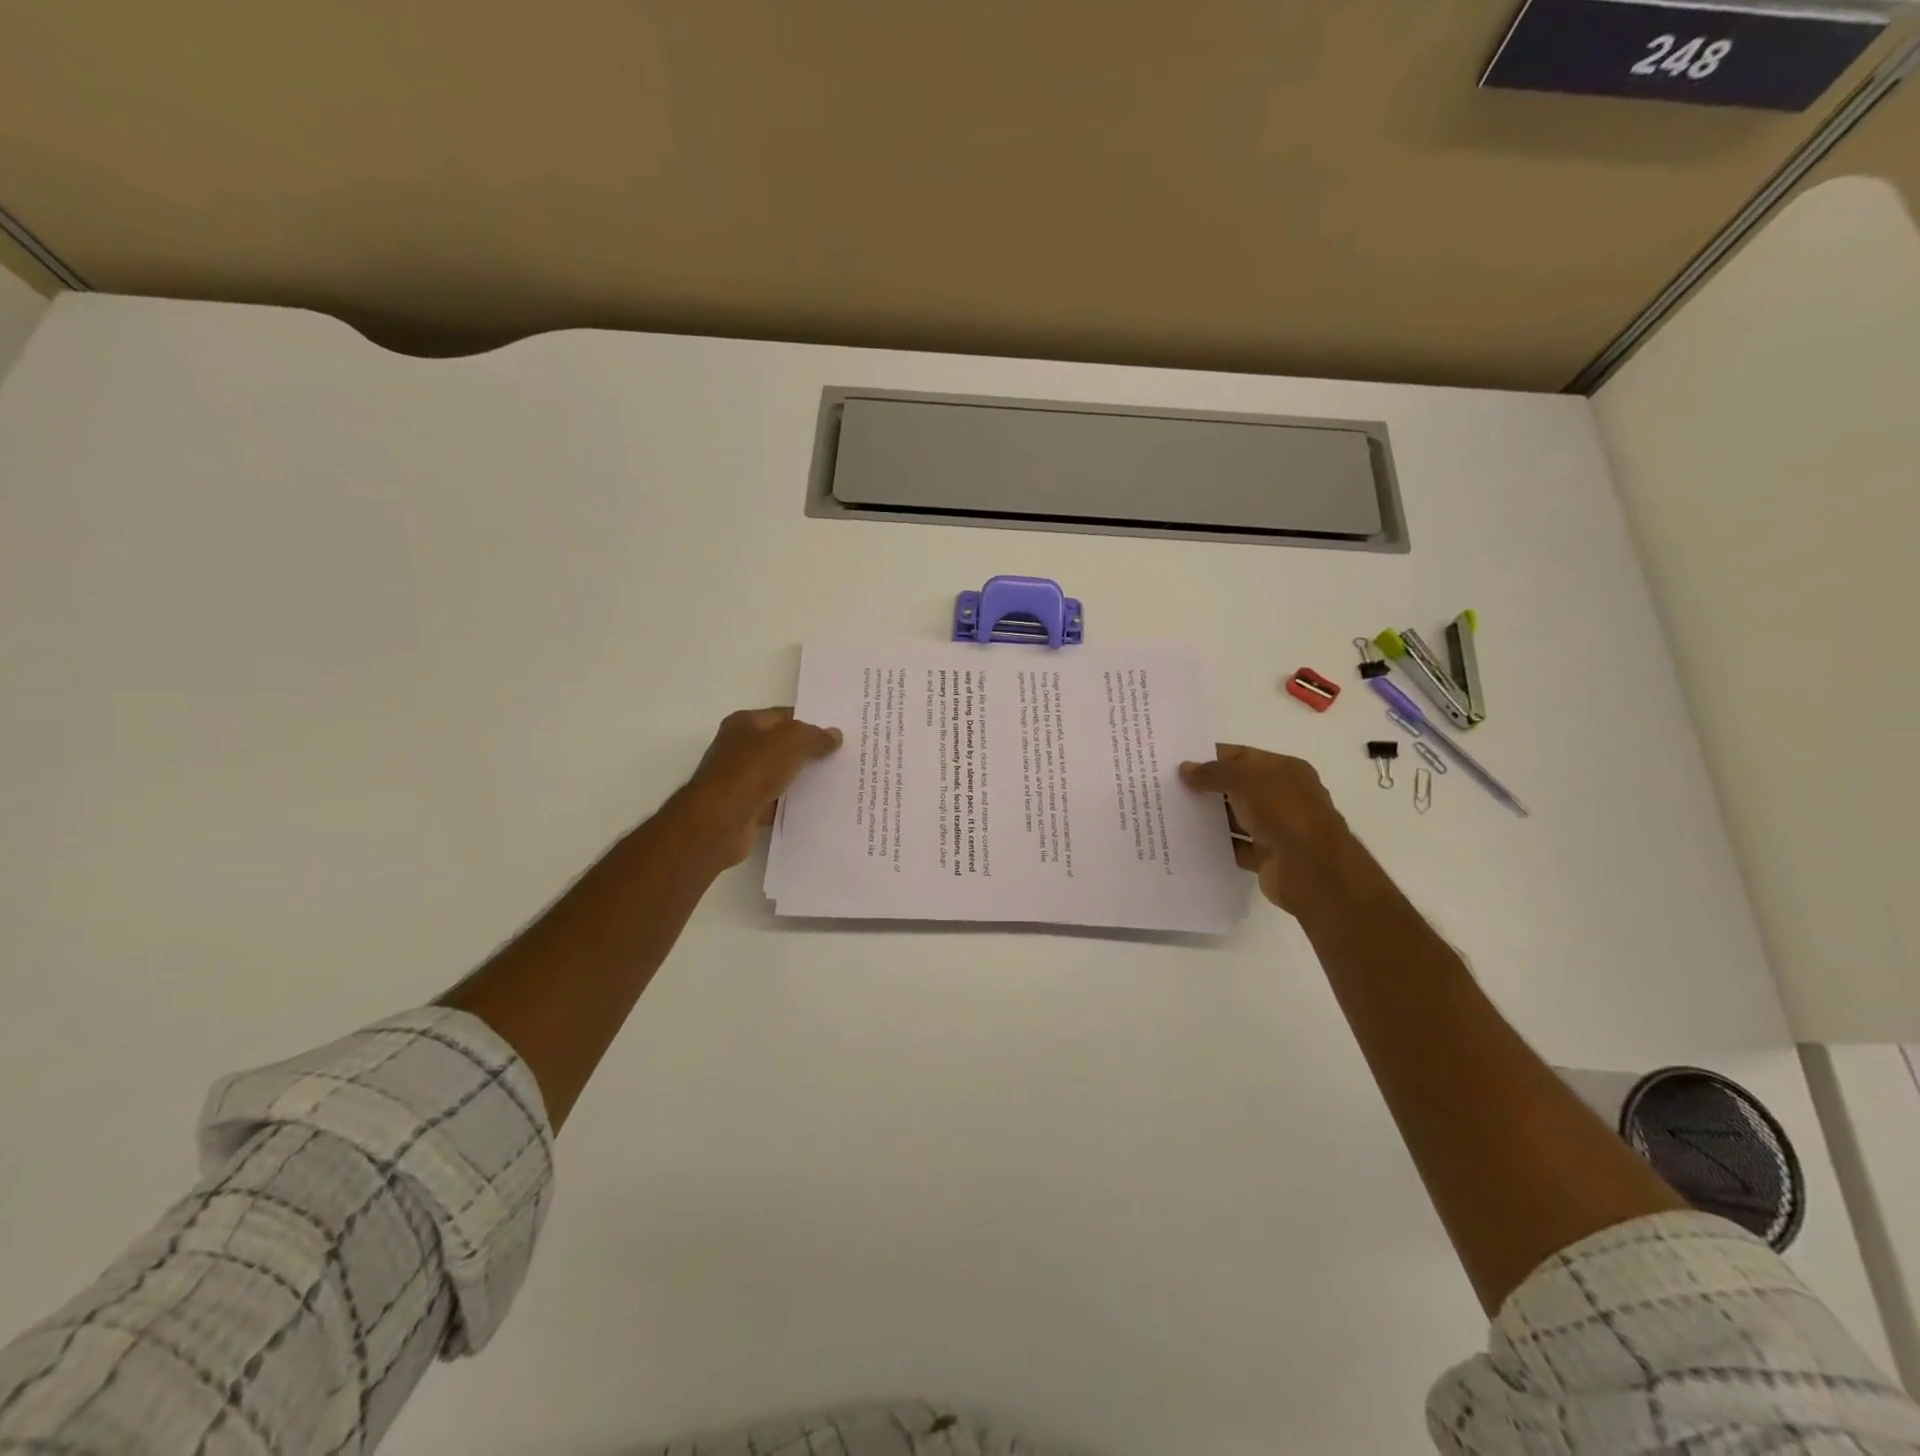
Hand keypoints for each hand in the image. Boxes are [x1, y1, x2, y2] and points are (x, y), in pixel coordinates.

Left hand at [677, 707, 842, 867]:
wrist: (719, 821)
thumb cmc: (752, 771)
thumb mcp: (791, 742)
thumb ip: (815, 736)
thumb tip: (835, 735)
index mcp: (745, 724)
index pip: (785, 716)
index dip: (811, 722)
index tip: (839, 733)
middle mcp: (740, 748)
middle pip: (783, 746)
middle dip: (810, 751)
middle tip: (843, 757)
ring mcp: (741, 780)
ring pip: (780, 776)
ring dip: (803, 780)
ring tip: (837, 783)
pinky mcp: (745, 808)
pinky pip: (776, 803)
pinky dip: (792, 805)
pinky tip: (817, 808)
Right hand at [1179, 745, 1362, 914]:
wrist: (1312, 869)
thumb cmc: (1282, 812)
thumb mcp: (1244, 780)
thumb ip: (1213, 772)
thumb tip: (1185, 769)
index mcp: (1285, 770)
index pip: (1243, 756)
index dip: (1212, 757)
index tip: (1179, 762)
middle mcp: (1283, 796)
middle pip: (1239, 787)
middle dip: (1208, 787)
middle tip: (1170, 788)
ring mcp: (1277, 828)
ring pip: (1237, 818)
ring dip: (1211, 817)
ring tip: (1173, 814)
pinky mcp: (1268, 856)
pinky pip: (1237, 846)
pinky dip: (1218, 844)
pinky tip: (1190, 842)